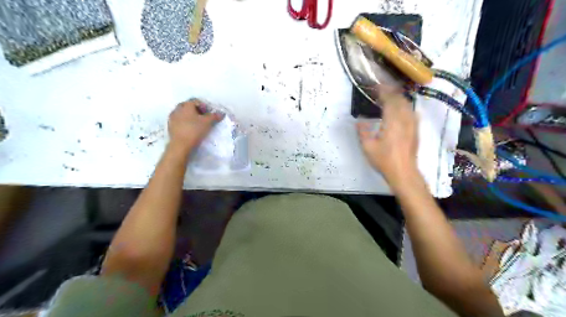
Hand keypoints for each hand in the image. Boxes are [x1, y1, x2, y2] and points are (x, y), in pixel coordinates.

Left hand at [166, 97, 222, 153]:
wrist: (180, 145)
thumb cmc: (194, 130)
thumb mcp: (208, 123)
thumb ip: (214, 116)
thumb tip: (221, 113)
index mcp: (186, 105)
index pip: (196, 101)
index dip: (204, 106)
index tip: (209, 114)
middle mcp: (177, 109)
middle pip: (188, 106)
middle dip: (196, 110)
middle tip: (203, 118)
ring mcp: (172, 117)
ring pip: (182, 113)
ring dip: (189, 116)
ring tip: (196, 124)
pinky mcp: (170, 126)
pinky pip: (178, 121)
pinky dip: (184, 122)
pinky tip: (189, 129)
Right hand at [357, 88, 419, 189]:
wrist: (403, 172)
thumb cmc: (384, 160)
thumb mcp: (368, 147)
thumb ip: (363, 132)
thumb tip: (359, 121)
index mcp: (392, 122)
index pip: (389, 100)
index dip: (383, 91)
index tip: (376, 86)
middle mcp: (405, 120)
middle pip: (400, 100)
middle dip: (391, 92)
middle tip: (382, 89)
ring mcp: (412, 125)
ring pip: (408, 105)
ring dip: (399, 98)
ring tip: (391, 96)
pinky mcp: (416, 130)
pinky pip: (412, 112)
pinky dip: (405, 106)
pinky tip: (401, 109)